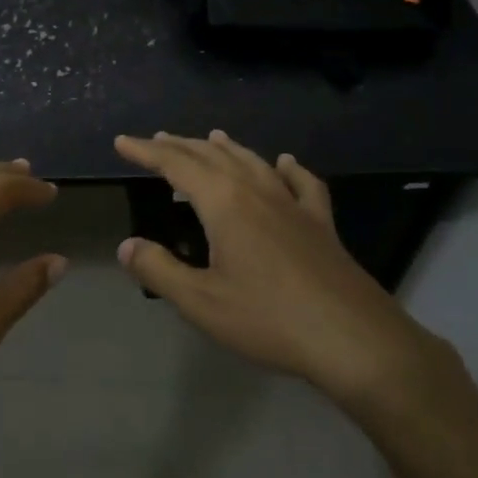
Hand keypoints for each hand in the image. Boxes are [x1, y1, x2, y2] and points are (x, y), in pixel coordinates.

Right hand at [114, 131, 449, 418]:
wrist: (354, 340)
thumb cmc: (269, 320)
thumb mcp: (201, 302)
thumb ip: (159, 270)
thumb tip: (126, 245)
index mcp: (224, 204)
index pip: (176, 165)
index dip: (146, 151)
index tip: (123, 142)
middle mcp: (257, 192)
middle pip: (212, 156)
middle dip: (180, 145)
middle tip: (156, 140)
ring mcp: (293, 205)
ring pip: (253, 162)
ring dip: (226, 148)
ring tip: (209, 137)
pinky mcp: (321, 224)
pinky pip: (302, 183)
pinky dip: (287, 168)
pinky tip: (285, 162)